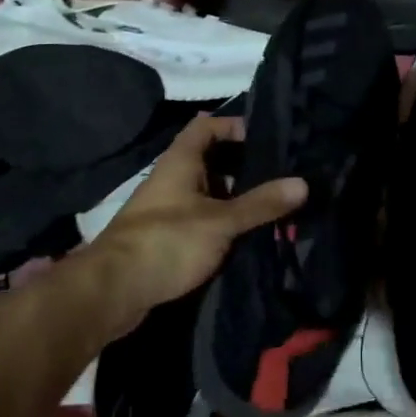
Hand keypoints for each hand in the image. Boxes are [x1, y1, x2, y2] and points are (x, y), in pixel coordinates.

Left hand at [86, 115, 306, 328]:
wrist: (112, 291)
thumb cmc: (167, 241)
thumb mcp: (221, 221)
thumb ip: (261, 203)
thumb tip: (303, 183)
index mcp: (180, 161)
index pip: (207, 125)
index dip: (235, 125)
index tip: (267, 139)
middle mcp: (171, 177)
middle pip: (210, 158)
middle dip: (243, 165)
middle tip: (280, 174)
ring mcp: (166, 208)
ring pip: (207, 191)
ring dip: (234, 196)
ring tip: (272, 204)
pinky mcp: (165, 236)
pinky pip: (200, 217)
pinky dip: (222, 221)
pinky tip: (245, 234)